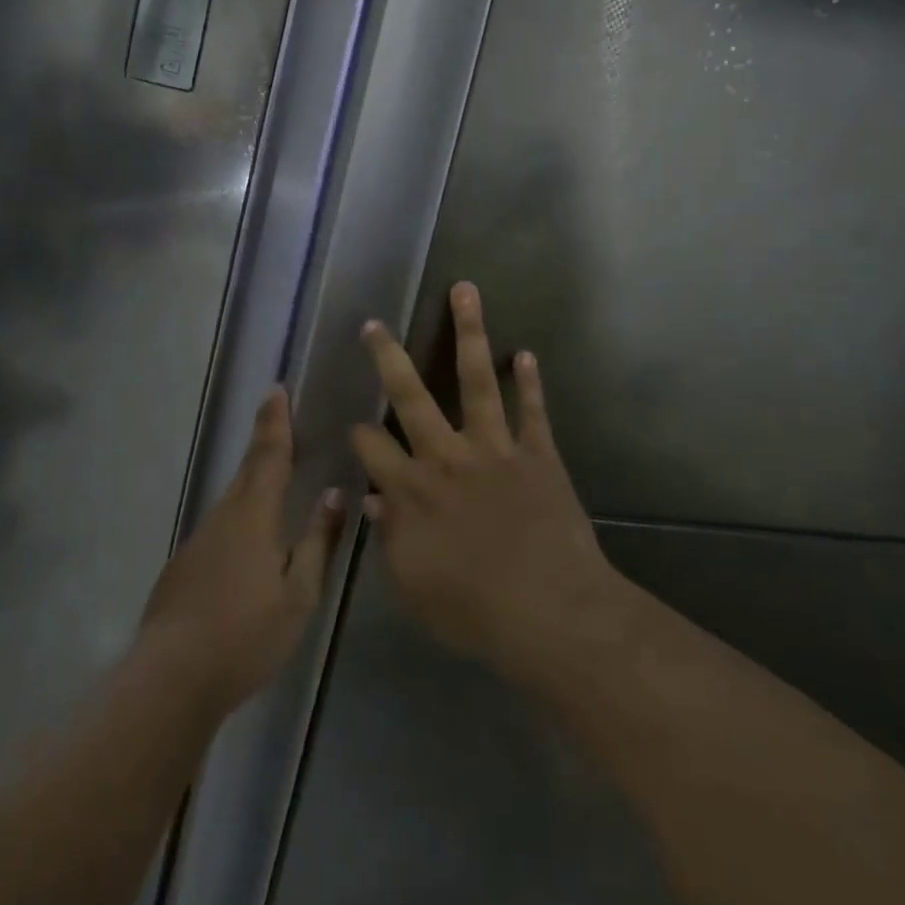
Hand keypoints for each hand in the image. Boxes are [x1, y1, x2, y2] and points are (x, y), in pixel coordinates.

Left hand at [138, 388, 343, 714]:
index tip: (276, 389)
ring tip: (273, 469)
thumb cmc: (246, 635)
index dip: (275, 422)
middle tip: (276, 414)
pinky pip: (220, 523)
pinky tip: (248, 534)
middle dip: (263, 439)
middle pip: (247, 469)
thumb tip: (335, 494)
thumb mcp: (299, 593)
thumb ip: (318, 541)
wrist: (170, 678)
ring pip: (233, 497)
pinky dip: (239, 511)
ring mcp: (199, 540)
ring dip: (252, 476)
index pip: (269, 456)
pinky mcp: (185, 564)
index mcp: (254, 516)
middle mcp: (223, 517)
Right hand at [351, 282, 625, 679]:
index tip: (353, 424)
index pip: (371, 448)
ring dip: (469, 333)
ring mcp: (495, 449)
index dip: (357, 432)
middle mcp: (447, 457)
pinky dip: (529, 382)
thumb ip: (390, 539)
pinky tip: (525, 353)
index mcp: (413, 490)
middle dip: (389, 358)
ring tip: (465, 291)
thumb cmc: (475, 610)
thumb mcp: (415, 587)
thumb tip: (373, 500)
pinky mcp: (538, 454)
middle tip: (375, 324)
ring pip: (475, 381)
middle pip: (411, 397)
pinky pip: (532, 411)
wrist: (551, 613)